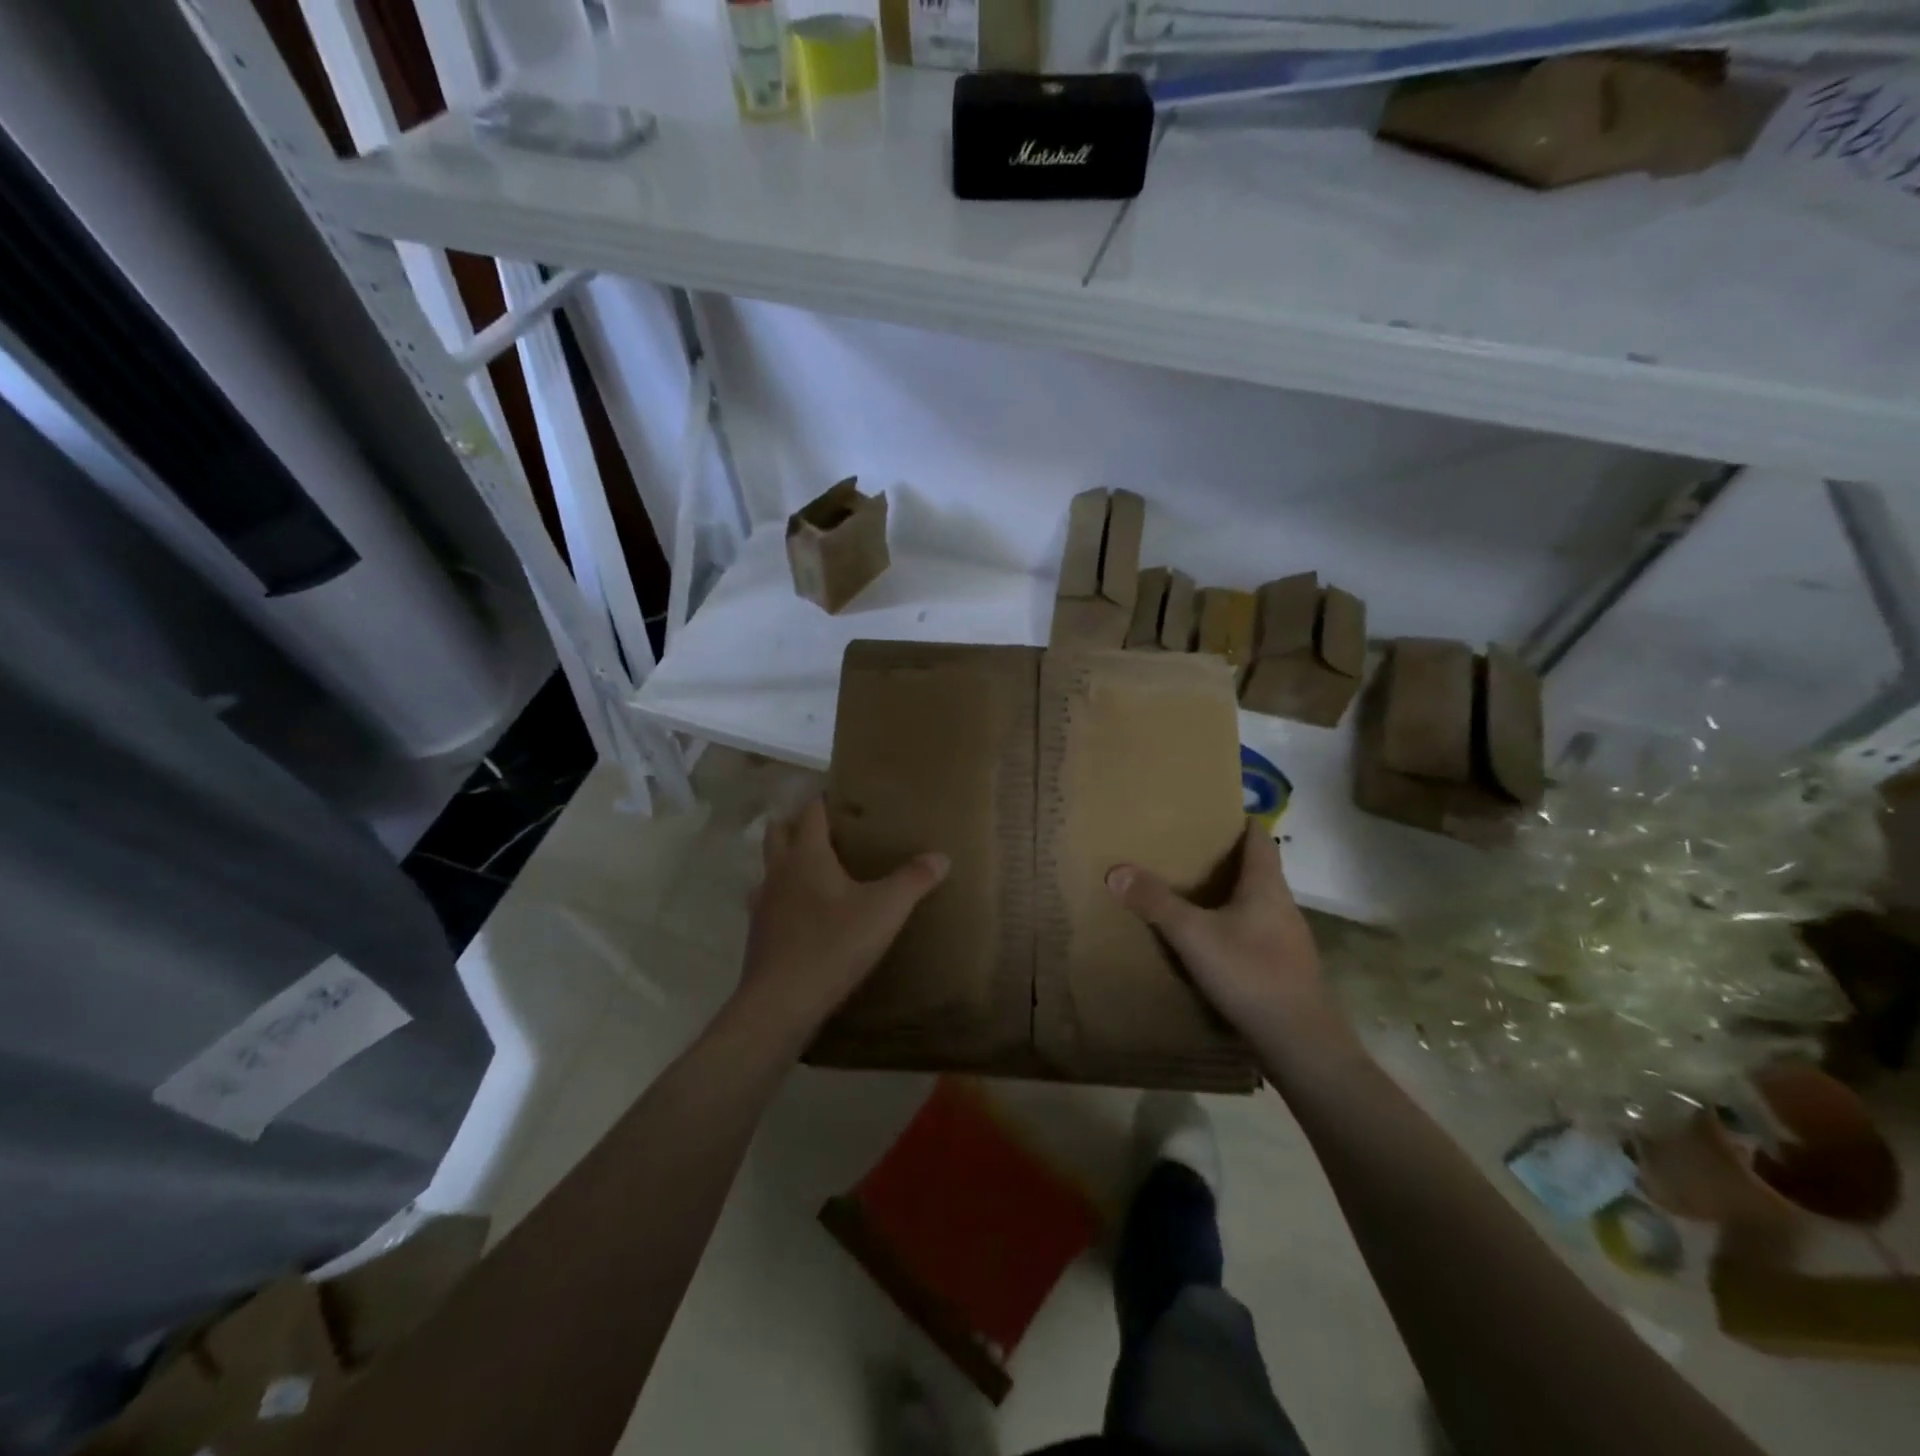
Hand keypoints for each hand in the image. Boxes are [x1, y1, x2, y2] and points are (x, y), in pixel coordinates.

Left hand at [740, 799, 948, 1037]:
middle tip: (825, 829)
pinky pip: (767, 902)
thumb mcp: (885, 911)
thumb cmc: (834, 945)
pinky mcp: (758, 935)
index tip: (842, 798)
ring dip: (784, 861)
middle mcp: (779, 872)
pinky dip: (782, 898)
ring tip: (813, 869)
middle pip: (778, 832)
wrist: (781, 1002)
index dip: (825, 802)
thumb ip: (913, 880)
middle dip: (795, 823)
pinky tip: (801, 916)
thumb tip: (942, 856)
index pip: (811, 813)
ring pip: (769, 868)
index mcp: (807, 856)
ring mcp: (762, 903)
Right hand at [1106, 820, 1344, 1049]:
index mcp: (1266, 886)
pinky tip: (1212, 943)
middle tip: (1187, 852)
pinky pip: (1256, 933)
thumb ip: (1156, 902)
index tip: (1211, 813)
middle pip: (1257, 869)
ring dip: (1230, 895)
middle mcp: (1282, 905)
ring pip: (1257, 904)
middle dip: (1225, 859)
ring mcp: (1288, 939)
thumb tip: (1117, 870)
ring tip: (1193, 895)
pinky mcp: (1285, 968)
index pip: (1259, 837)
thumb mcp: (1193, 935)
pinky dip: (1234, 927)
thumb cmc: (1250, 973)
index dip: (1238, 821)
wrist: (1300, 1042)